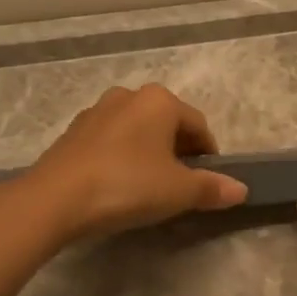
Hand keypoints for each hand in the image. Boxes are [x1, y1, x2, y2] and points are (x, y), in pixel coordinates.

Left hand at [24, 84, 247, 239]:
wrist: (55, 199)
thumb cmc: (127, 185)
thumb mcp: (178, 191)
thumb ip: (211, 188)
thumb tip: (241, 190)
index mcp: (160, 101)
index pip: (199, 126)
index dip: (209, 156)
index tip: (207, 183)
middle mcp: (129, 96)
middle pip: (167, 124)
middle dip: (179, 152)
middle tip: (180, 187)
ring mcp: (97, 111)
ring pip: (137, 131)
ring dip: (149, 154)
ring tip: (149, 187)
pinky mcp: (73, 132)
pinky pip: (111, 141)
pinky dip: (122, 158)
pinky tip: (118, 185)